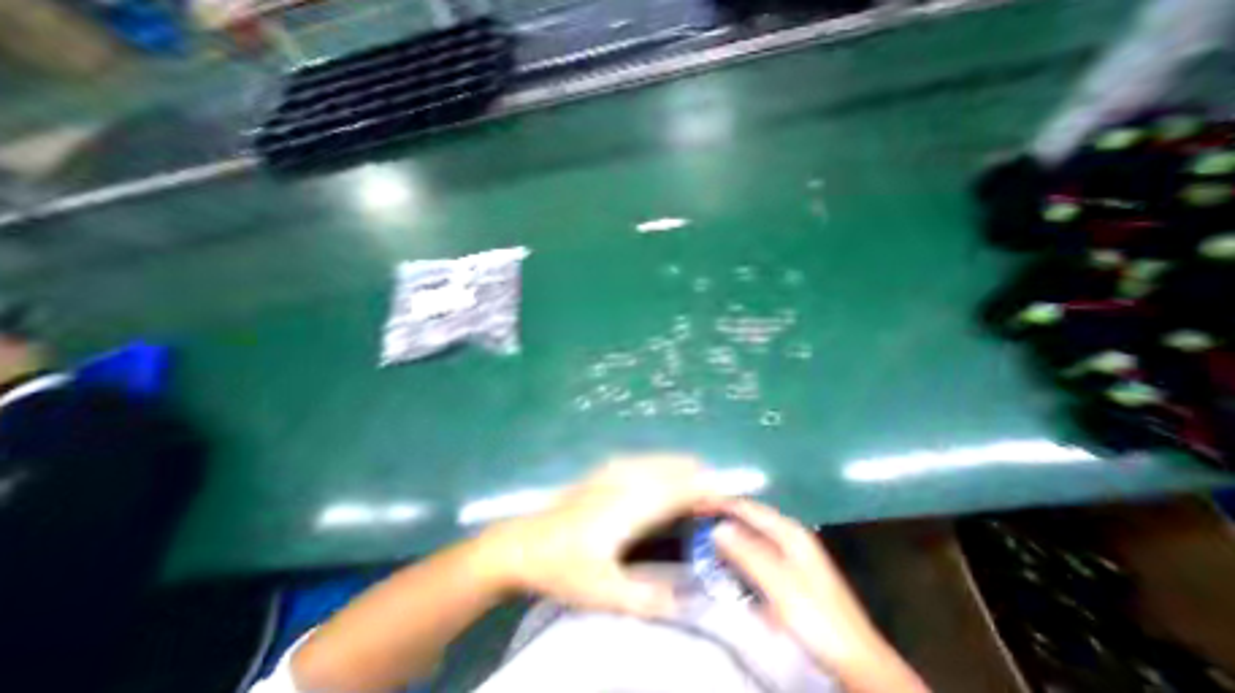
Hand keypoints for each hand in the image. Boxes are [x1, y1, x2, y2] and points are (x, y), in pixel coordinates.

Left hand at [480, 457, 720, 620]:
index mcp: (631, 505)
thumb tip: (689, 600)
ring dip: (684, 472)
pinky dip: (666, 468)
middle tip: (715, 505)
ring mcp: (615, 468)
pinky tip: (667, 484)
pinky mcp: (607, 468)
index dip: (708, 490)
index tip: (730, 499)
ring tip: (697, 496)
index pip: (681, 488)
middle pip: (675, 467)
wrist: (525, 542)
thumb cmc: (564, 567)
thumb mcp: (605, 593)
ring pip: (662, 460)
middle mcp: (627, 478)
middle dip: (700, 479)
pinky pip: (647, 460)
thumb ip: (649, 598)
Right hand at [716, 497, 925, 687]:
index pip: (747, 507)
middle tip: (696, 517)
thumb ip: (747, 554)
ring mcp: (791, 554)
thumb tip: (717, 527)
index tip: (695, 502)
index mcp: (789, 532)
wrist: (858, 663)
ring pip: (752, 535)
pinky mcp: (789, 573)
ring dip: (729, 533)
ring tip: (705, 534)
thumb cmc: (817, 619)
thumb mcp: (779, 585)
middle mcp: (789, 536)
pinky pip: (757, 552)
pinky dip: (739, 552)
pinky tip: (728, 560)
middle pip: (749, 517)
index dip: (721, 502)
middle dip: (723, 515)